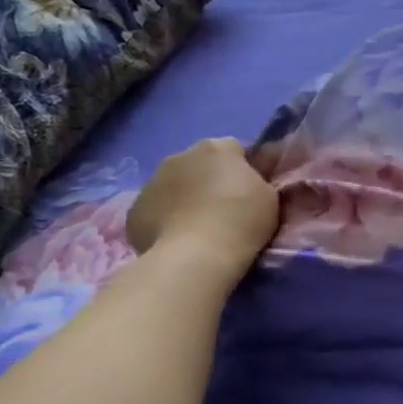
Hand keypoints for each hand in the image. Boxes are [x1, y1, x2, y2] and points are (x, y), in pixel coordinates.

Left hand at [126, 138, 278, 282]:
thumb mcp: (268, 196)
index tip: (249, 192)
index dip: (243, 170)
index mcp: (216, 148)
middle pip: (199, 164)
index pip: (235, 150)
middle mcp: (180, 156)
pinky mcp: (134, 211)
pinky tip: (177, 240)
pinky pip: (155, 211)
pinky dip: (165, 221)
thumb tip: (252, 175)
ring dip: (184, 199)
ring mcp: (152, 182)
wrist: (197, 255)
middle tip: (224, 211)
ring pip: (173, 186)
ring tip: (198, 229)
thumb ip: (258, 179)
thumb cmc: (241, 221)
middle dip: (209, 181)